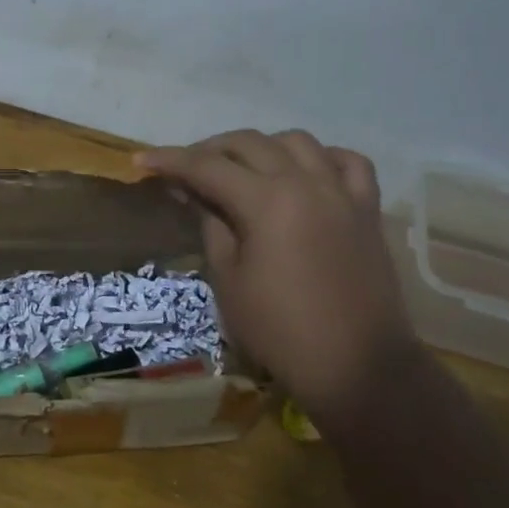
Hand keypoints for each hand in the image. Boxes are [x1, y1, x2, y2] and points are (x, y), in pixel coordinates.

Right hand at [137, 129, 417, 416]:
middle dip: (210, 150)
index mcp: (266, 201)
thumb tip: (198, 195)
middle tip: (185, 169)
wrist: (356, 366)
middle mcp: (306, 182)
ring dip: (261, 147)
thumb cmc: (279, 330)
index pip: (207, 167)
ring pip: (297, 141)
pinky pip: (347, 162)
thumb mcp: (228, 280)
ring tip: (241, 169)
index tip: (141, 161)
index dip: (170, 161)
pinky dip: (320, 158)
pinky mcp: (367, 210)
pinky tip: (304, 172)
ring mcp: (342, 192)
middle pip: (250, 144)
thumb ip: (212, 226)